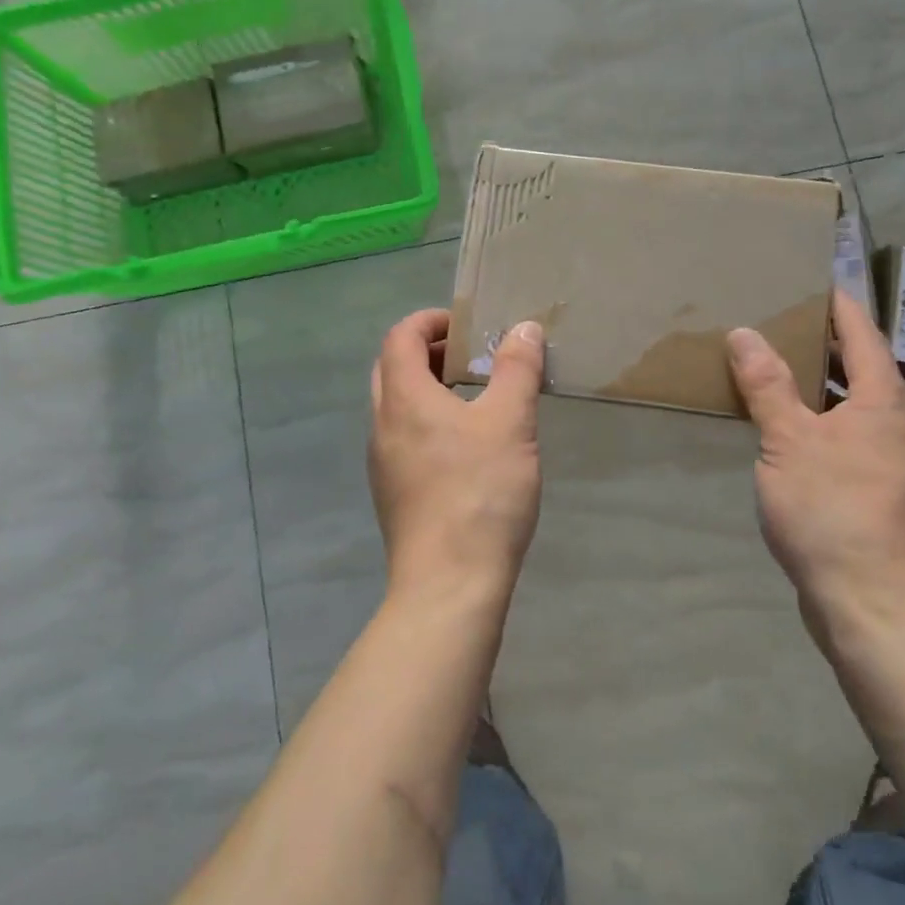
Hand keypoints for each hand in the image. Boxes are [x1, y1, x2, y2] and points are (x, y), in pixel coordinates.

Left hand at [368, 310, 546, 602]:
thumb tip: (523, 327)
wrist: (449, 584)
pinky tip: (466, 446)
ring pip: (396, 406)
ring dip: (428, 388)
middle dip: (428, 352)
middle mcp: (382, 424)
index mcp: (403, 398)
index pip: (400, 337)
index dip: (430, 321)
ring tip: (475, 397)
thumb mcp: (509, 422)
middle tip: (470, 356)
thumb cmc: (480, 492)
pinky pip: (403, 438)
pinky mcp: (392, 492)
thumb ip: (516, 369)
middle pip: (392, 368)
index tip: (466, 325)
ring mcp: (382, 462)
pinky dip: (427, 421)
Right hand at [727, 289, 904, 656]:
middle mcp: (898, 426)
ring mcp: (894, 463)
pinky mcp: (880, 493)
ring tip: (779, 368)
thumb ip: (767, 385)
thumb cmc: (832, 511)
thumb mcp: (789, 441)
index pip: (863, 336)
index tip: (815, 281)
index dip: (839, 306)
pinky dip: (822, 420)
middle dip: (826, 344)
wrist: (873, 605)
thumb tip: (745, 332)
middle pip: (863, 369)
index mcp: (883, 404)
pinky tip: (789, 431)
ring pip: (856, 407)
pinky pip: (850, 437)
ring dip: (822, 385)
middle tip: (783, 321)